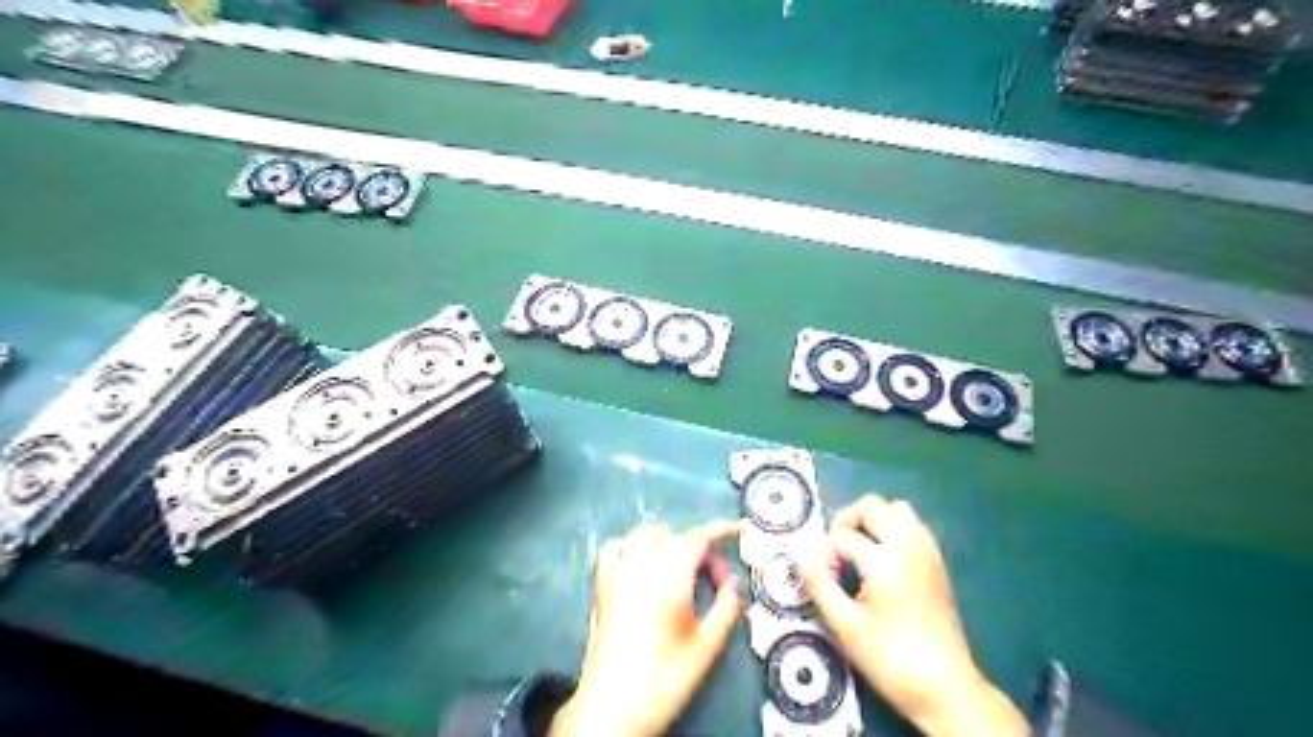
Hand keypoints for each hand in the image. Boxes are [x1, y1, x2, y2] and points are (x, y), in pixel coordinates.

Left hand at [551, 521, 741, 735]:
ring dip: (667, 543)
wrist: (614, 705)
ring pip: (644, 535)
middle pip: (674, 536)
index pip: (698, 537)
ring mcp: (617, 572)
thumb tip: (733, 584)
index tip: (738, 530)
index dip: (720, 529)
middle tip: (713, 579)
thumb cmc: (666, 676)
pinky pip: (615, 548)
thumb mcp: (708, 645)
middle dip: (698, 548)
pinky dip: (631, 547)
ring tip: (681, 570)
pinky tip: (640, 564)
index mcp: (671, 575)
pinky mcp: (601, 585)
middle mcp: (642, 564)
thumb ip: (727, 607)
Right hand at [794, 495, 1030, 736]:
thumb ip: (819, 584)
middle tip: (834, 552)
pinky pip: (912, 525)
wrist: (945, 688)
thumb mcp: (845, 626)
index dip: (823, 553)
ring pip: (896, 509)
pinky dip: (892, 530)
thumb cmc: (890, 658)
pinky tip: (881, 559)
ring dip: (872, 521)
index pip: (842, 536)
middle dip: (846, 521)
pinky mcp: (937, 562)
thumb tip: (800, 555)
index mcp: (885, 560)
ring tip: (857, 551)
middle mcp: (909, 545)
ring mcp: (927, 551)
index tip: (820, 578)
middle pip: (872, 506)